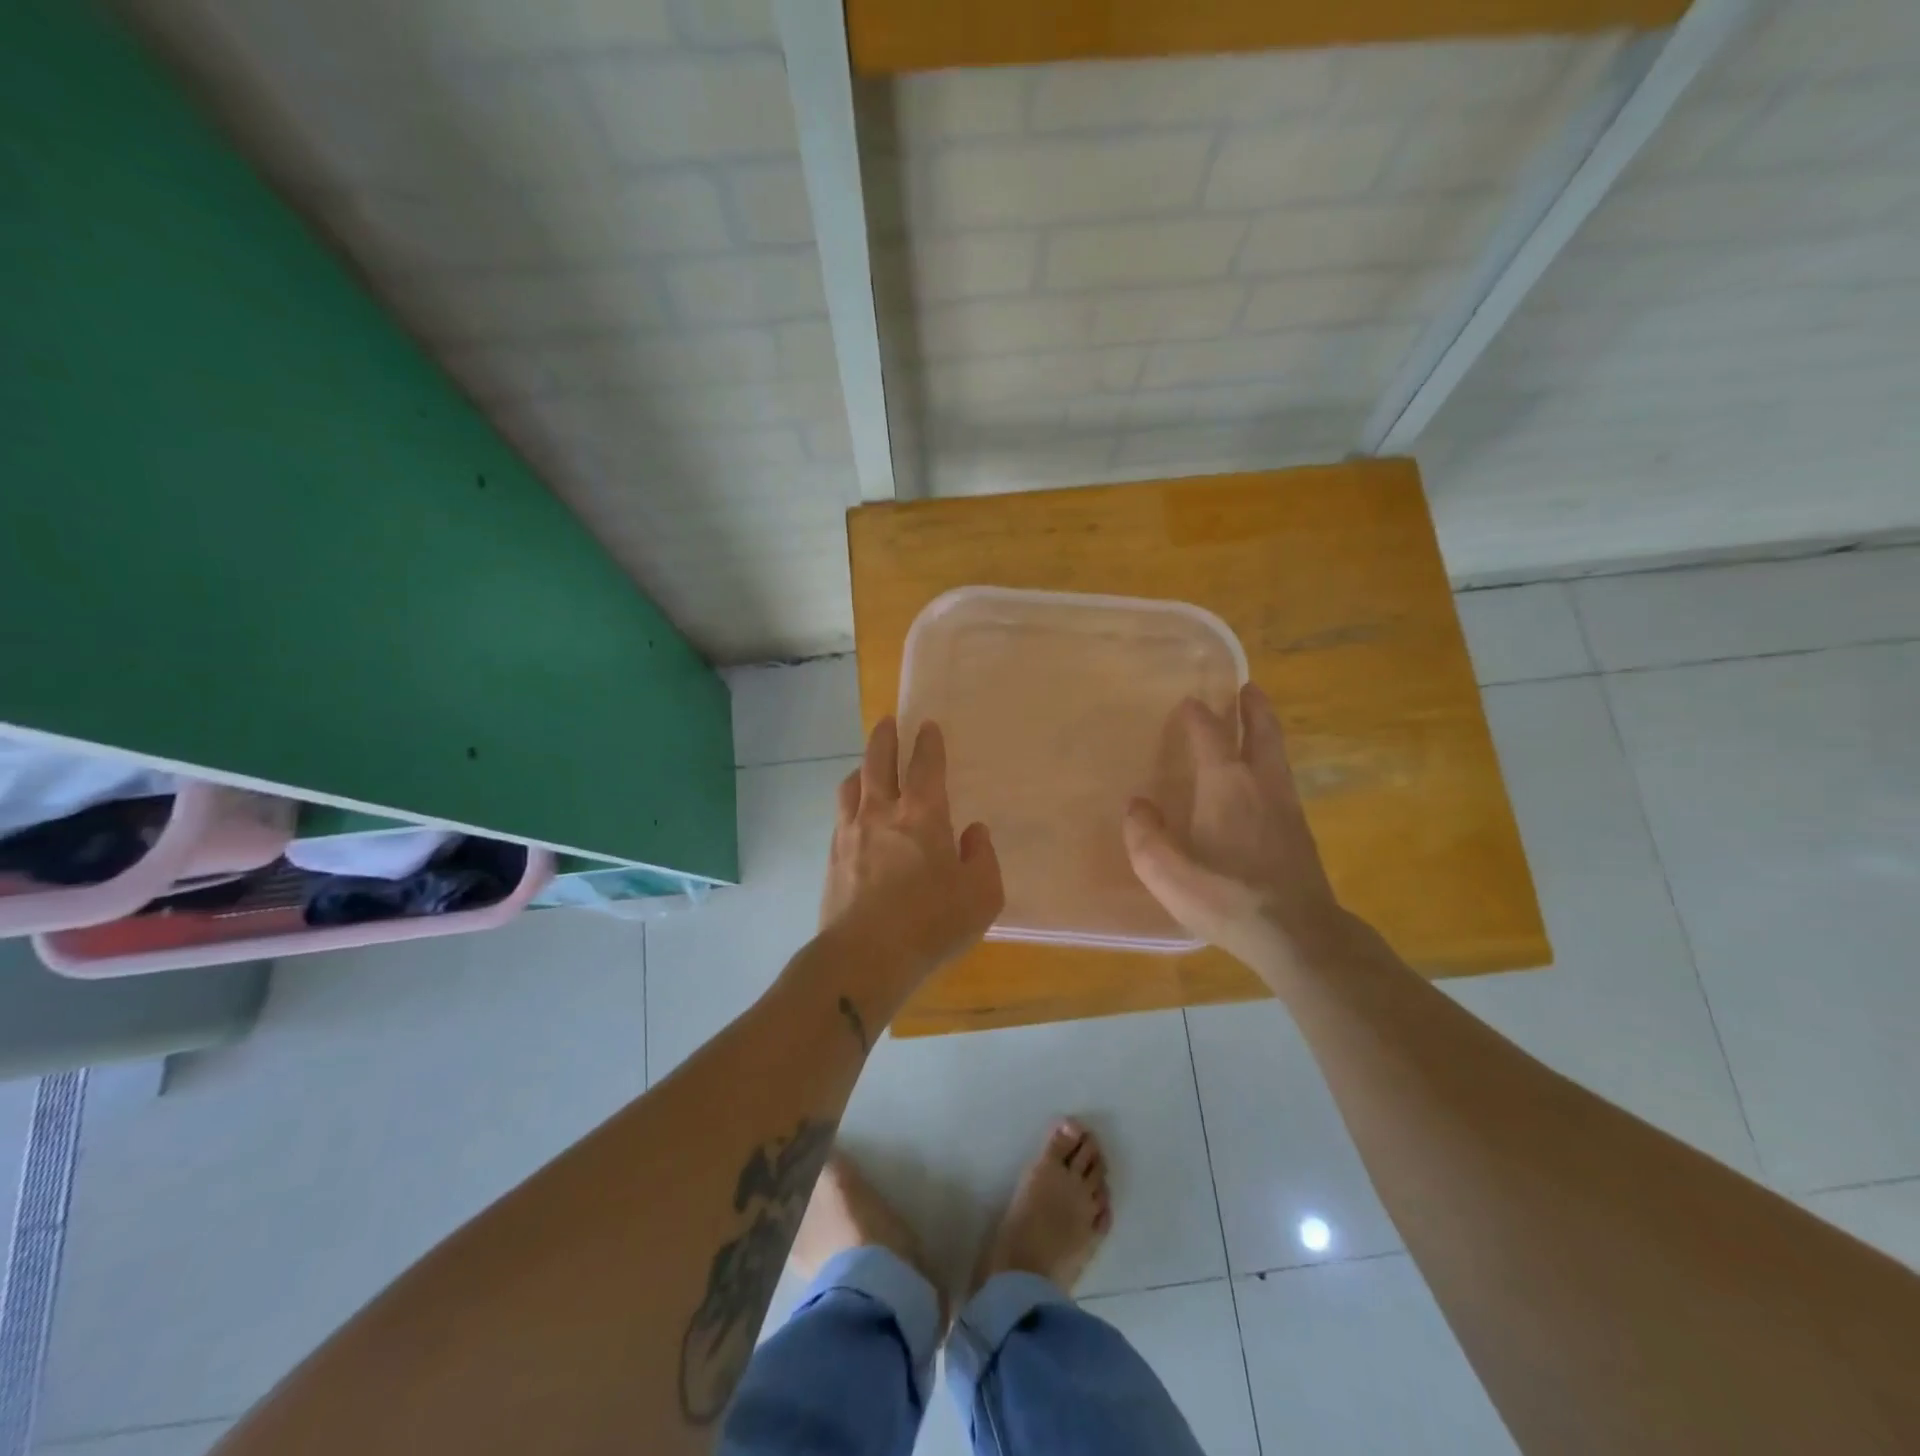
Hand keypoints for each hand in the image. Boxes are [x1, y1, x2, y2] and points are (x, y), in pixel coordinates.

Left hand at [819, 717, 1003, 984]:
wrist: (865, 956)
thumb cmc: (932, 923)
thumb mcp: (981, 895)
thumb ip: (982, 857)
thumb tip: (973, 833)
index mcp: (923, 815)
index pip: (925, 766)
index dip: (928, 743)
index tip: (927, 726)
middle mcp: (882, 813)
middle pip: (879, 762)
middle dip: (885, 738)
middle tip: (886, 722)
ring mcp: (851, 833)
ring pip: (852, 785)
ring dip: (862, 767)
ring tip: (867, 765)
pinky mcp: (833, 857)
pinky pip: (840, 815)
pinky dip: (849, 802)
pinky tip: (853, 813)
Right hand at [1123, 684, 1357, 978]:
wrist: (1298, 935)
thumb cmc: (1226, 897)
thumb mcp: (1165, 871)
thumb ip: (1144, 835)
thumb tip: (1138, 806)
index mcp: (1226, 785)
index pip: (1211, 735)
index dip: (1198, 715)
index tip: (1188, 702)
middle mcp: (1261, 785)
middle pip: (1262, 733)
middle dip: (1254, 707)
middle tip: (1248, 688)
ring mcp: (1287, 807)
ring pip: (1278, 755)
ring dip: (1267, 732)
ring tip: (1257, 723)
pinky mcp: (1300, 833)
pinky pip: (1283, 780)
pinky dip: (1272, 763)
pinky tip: (1264, 782)